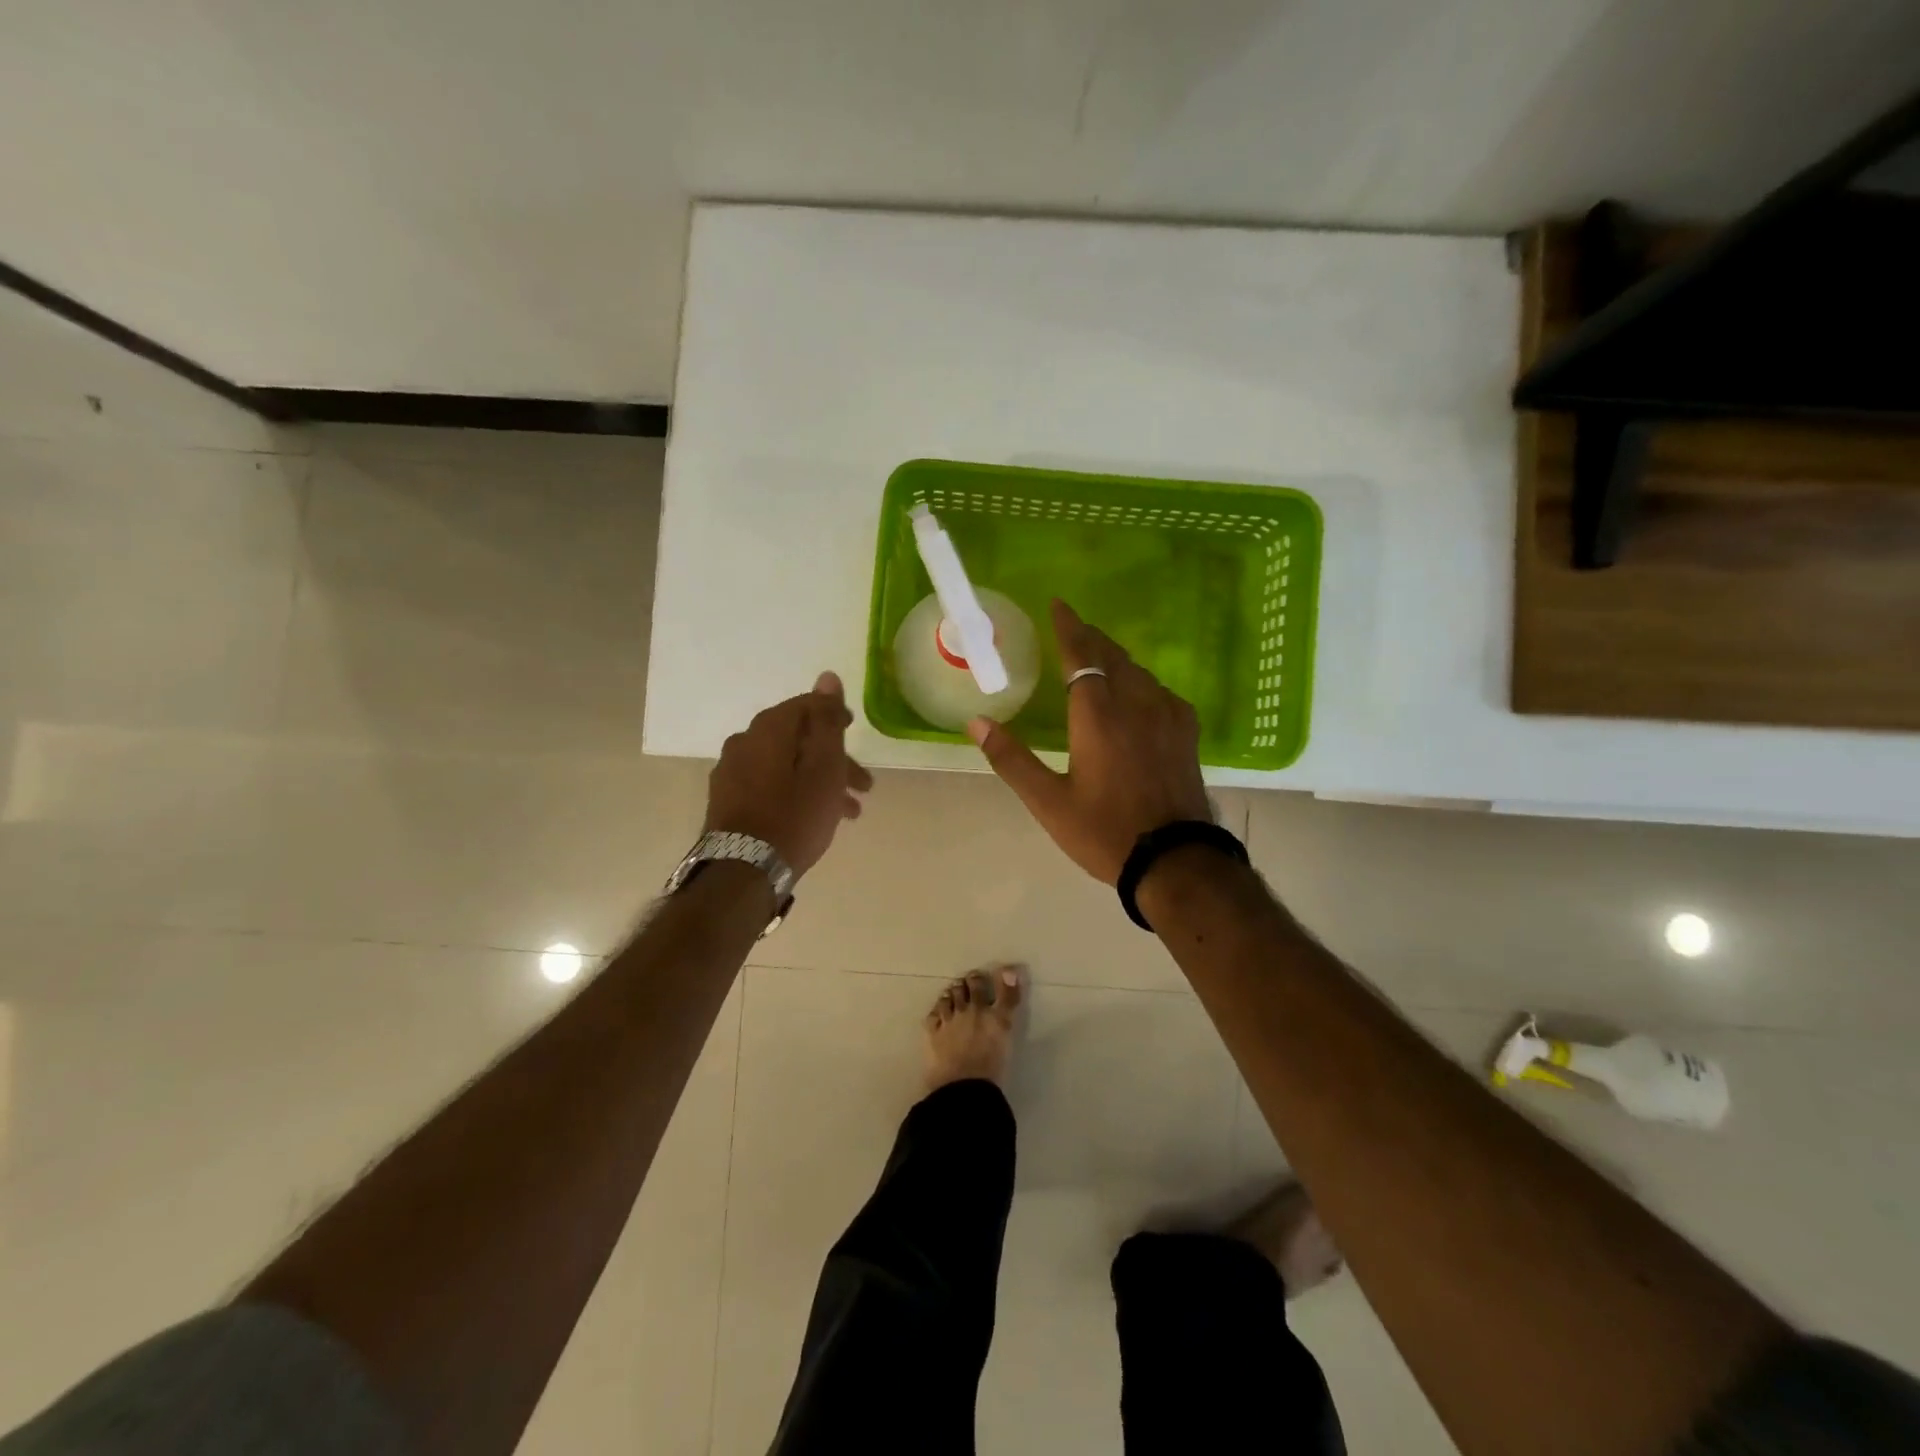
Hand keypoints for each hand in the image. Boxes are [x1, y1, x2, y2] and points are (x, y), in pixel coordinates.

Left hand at [706, 672, 873, 876]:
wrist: (744, 870)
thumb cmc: (794, 815)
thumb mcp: (824, 766)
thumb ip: (827, 721)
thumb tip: (827, 677)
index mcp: (768, 728)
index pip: (807, 705)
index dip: (835, 715)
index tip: (856, 732)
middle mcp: (744, 741)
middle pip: (798, 739)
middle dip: (834, 758)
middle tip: (864, 784)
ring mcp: (732, 772)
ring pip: (786, 765)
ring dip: (819, 781)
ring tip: (848, 811)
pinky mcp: (727, 800)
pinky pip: (770, 784)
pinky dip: (795, 792)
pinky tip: (814, 817)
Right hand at [968, 600, 1211, 884]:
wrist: (1175, 860)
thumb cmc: (1104, 831)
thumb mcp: (1048, 802)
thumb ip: (1011, 759)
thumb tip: (976, 722)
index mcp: (1097, 715)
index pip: (1080, 655)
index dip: (1068, 627)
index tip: (1057, 604)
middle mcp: (1135, 703)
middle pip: (1111, 655)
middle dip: (1090, 638)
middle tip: (1072, 629)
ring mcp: (1166, 715)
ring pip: (1138, 671)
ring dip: (1114, 658)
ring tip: (1098, 658)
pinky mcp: (1186, 732)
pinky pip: (1159, 690)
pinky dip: (1139, 681)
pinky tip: (1136, 695)